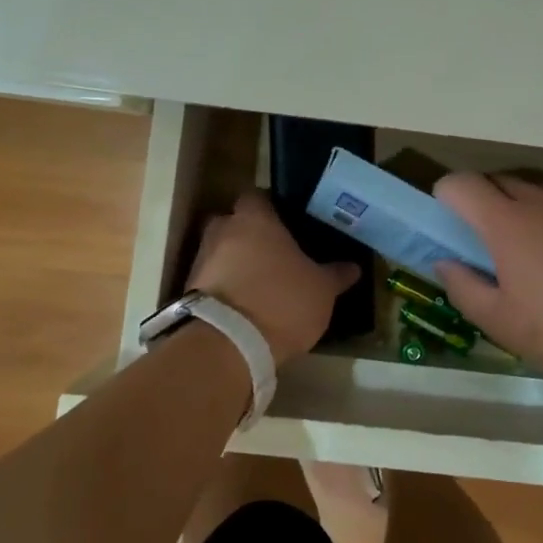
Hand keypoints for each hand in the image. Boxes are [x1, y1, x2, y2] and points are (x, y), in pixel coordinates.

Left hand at [187, 191, 360, 364]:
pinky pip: (212, 280)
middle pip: (235, 223)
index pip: (257, 196)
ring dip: (236, 264)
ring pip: (222, 252)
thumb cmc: (281, 301)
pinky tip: (246, 305)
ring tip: (262, 284)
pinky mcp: (189, 291)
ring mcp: (201, 260)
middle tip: (275, 253)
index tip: (288, 221)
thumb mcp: (321, 290)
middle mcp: (222, 231)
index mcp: (254, 219)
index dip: (271, 207)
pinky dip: (226, 288)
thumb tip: (353, 267)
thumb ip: (336, 274)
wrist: (228, 345)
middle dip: (250, 235)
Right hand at [432, 173, 542, 389]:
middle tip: (486, 242)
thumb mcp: (501, 322)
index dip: (446, 196)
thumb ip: (463, 287)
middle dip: (482, 202)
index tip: (448, 223)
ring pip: (535, 191)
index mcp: (505, 223)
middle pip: (497, 181)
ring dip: (521, 209)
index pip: (461, 184)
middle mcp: (539, 200)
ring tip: (532, 251)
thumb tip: (444, 262)